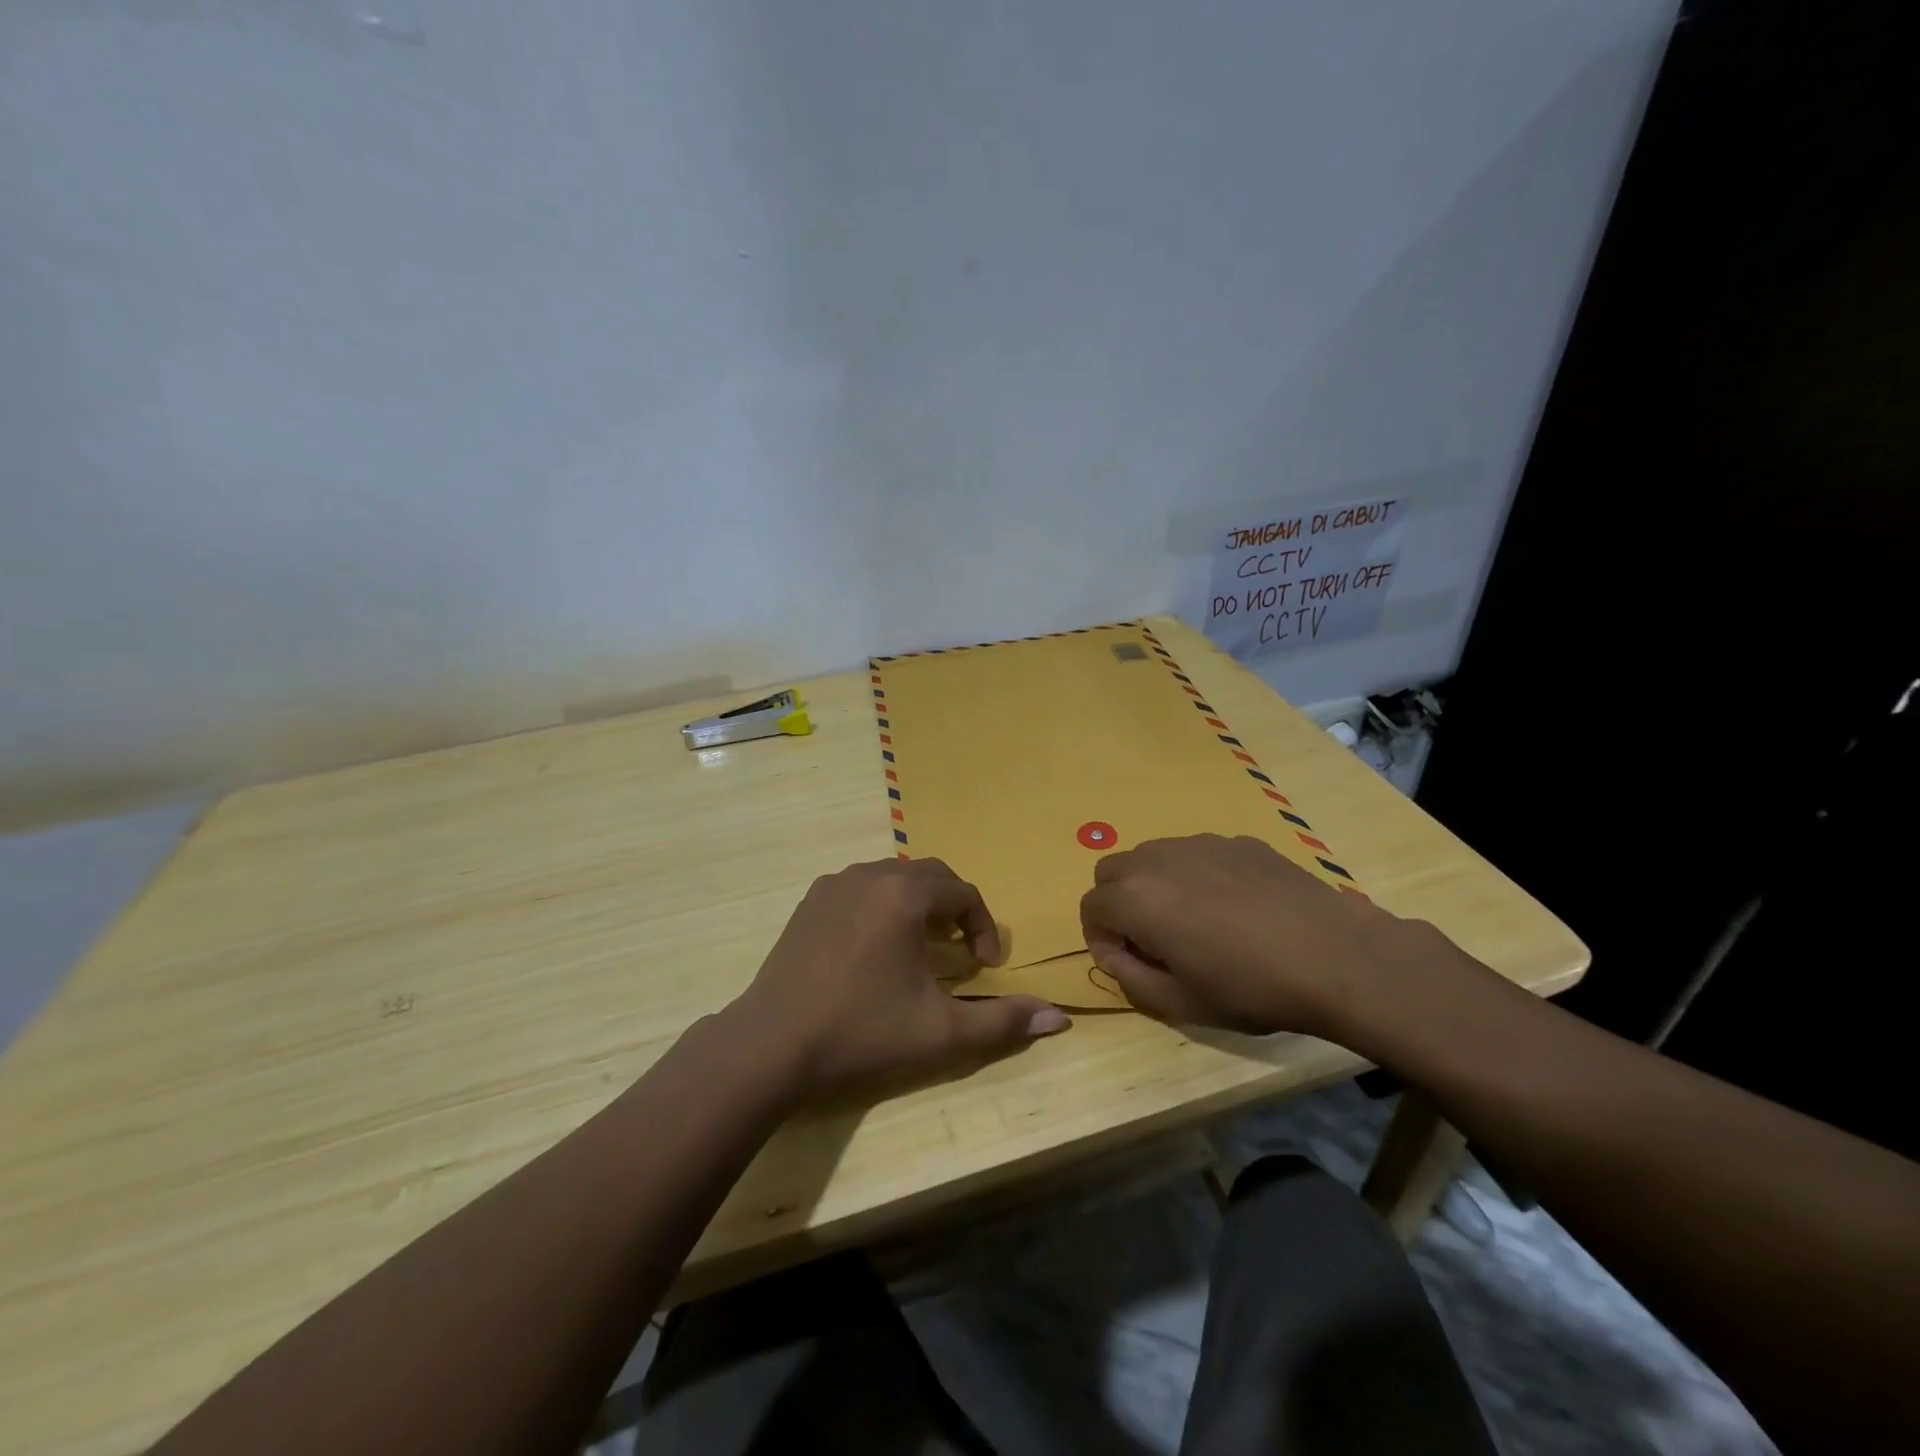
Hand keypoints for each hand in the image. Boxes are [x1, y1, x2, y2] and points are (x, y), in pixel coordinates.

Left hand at [728, 858, 1069, 1099]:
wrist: (772, 1045)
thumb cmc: (863, 1032)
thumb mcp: (941, 1033)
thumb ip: (1003, 1022)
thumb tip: (1060, 1018)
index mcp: (905, 895)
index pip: (963, 893)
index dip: (983, 927)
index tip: (985, 966)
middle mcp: (870, 875)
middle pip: (930, 877)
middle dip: (954, 909)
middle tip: (960, 951)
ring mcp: (834, 885)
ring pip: (893, 879)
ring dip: (919, 905)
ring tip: (922, 948)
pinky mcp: (809, 902)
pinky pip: (861, 888)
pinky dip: (883, 907)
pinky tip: (876, 949)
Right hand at [1079, 834, 1444, 1039]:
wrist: (1334, 957)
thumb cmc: (1249, 988)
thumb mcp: (1179, 1003)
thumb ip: (1128, 978)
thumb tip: (1113, 953)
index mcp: (1135, 898)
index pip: (1090, 907)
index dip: (1101, 938)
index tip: (1129, 963)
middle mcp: (1157, 859)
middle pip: (1112, 871)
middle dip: (1119, 903)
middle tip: (1152, 939)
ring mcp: (1199, 843)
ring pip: (1152, 855)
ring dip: (1153, 885)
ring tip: (1193, 921)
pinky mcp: (1236, 841)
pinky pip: (1195, 853)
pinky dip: (1194, 875)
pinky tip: (1234, 907)